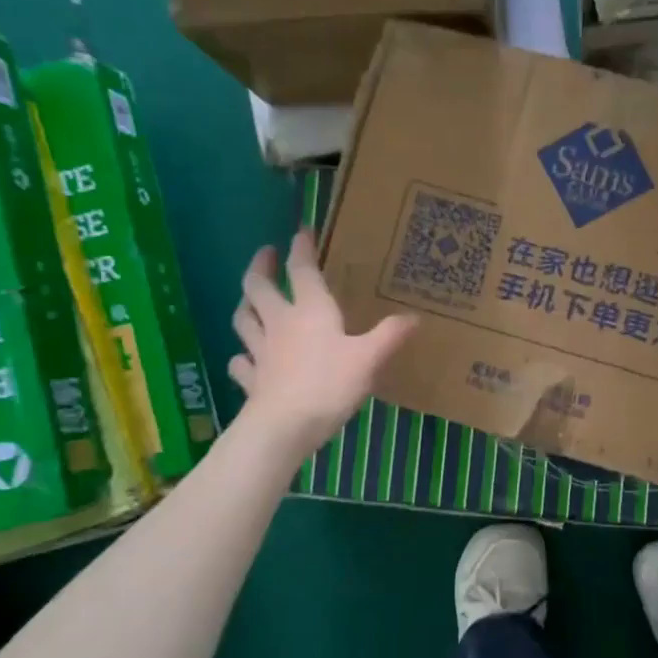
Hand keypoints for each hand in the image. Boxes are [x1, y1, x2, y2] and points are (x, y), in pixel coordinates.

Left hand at [229, 231, 417, 457]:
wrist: (284, 427)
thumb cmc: (329, 385)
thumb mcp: (369, 359)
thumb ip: (390, 336)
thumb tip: (415, 317)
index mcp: (309, 311)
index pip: (301, 270)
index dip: (301, 248)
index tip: (301, 231)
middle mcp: (280, 324)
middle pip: (258, 287)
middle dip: (260, 266)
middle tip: (266, 254)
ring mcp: (260, 352)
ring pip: (244, 319)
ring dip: (246, 305)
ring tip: (251, 299)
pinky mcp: (251, 380)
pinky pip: (241, 363)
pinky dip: (242, 357)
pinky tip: (246, 359)